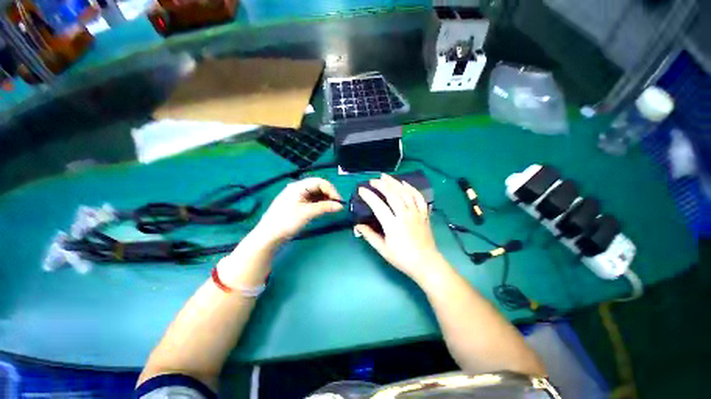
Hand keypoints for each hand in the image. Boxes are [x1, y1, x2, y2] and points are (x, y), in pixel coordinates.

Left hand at [253, 177, 342, 243]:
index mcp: (299, 186)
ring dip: (325, 199)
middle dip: (329, 194)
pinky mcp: (297, 203)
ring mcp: (297, 195)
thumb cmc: (287, 222)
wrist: (269, 235)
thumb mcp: (308, 213)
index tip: (339, 201)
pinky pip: (312, 199)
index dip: (331, 190)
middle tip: (337, 204)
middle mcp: (298, 188)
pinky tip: (324, 208)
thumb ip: (325, 207)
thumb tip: (341, 206)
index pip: (320, 182)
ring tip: (332, 208)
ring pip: (316, 193)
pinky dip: (320, 203)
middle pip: (318, 186)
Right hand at [355, 174, 444, 280]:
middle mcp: (405, 216)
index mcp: (393, 225)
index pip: (378, 206)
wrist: (426, 263)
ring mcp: (416, 213)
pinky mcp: (424, 214)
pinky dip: (412, 188)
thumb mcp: (383, 249)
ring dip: (395, 183)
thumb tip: (357, 225)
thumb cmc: (402, 258)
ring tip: (386, 176)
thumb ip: (369, 236)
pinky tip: (405, 183)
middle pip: (393, 195)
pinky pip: (419, 197)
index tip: (361, 190)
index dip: (369, 196)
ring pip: (405, 193)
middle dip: (382, 185)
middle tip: (373, 180)